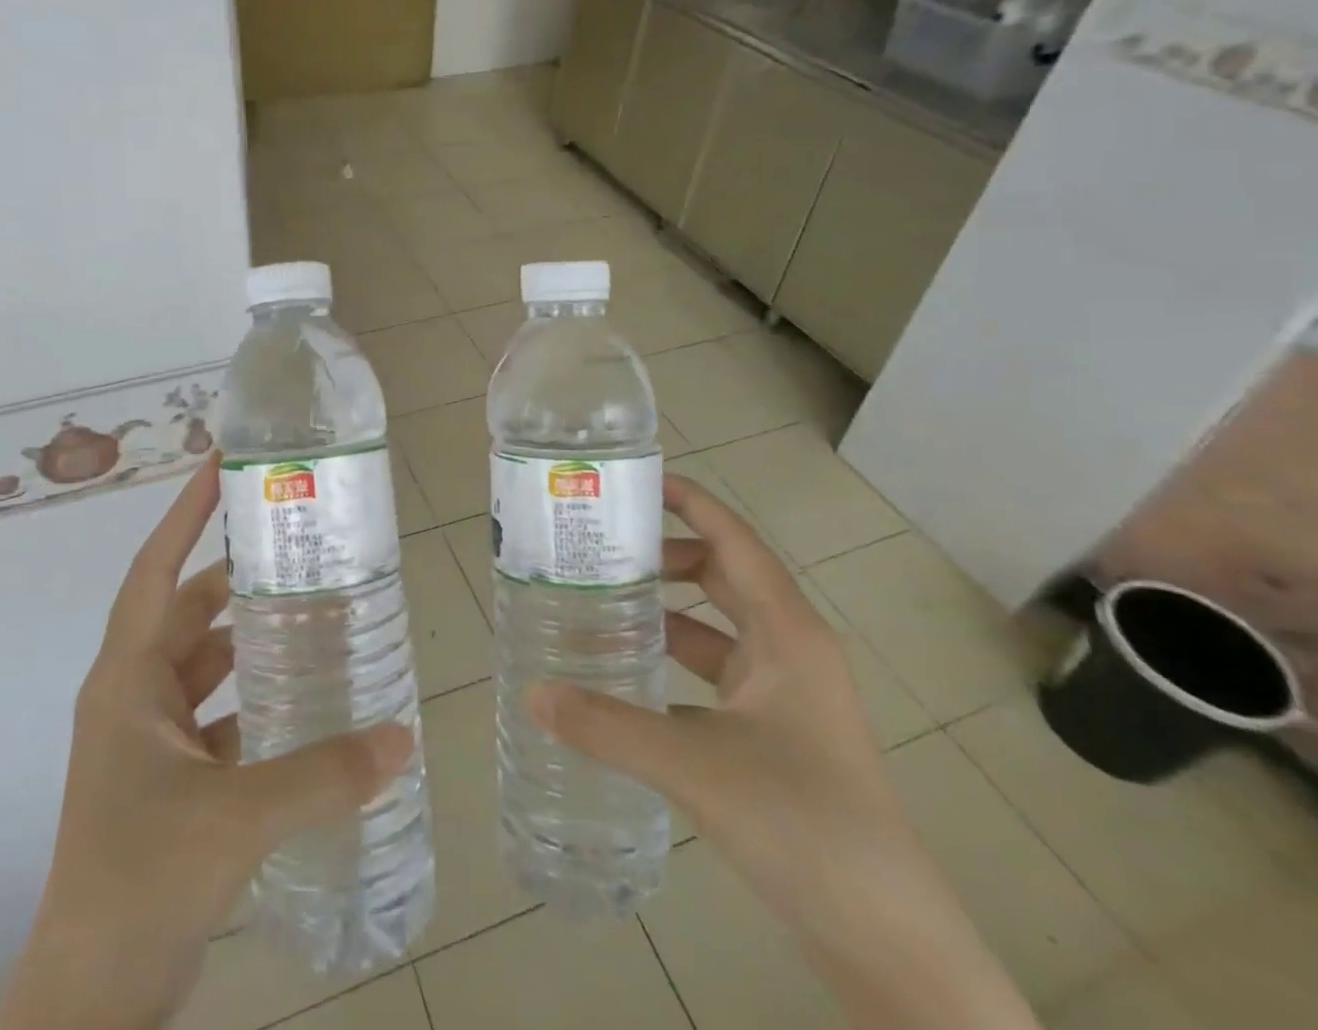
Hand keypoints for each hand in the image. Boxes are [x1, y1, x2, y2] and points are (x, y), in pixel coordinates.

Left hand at [0, 458, 413, 1029]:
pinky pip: (216, 716)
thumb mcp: (237, 818)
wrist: (91, 1001)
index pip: (155, 571)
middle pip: (187, 613)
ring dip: (248, 640)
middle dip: (236, 578)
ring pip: (203, 665)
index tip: (219, 466)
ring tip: (309, 613)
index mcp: (128, 681)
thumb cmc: (141, 882)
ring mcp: (147, 740)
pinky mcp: (167, 779)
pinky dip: (252, 701)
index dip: (185, 515)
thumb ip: (323, 776)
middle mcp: (133, 697)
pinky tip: (301, 701)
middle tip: (296, 547)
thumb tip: (402, 738)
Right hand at [528, 475, 1038, 1029]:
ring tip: (600, 604)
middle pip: (722, 576)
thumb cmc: (802, 823)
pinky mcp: (776, 734)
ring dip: (664, 612)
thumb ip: (607, 726)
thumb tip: (533, 693)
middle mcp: (790, 650)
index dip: (691, 502)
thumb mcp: (694, 765)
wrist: (885, 938)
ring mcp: (786, 695)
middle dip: (665, 556)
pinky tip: (627, 677)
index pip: (734, 540)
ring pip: (716, 628)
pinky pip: (714, 674)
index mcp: (787, 633)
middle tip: (600, 548)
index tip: (637, 480)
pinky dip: (673, 664)